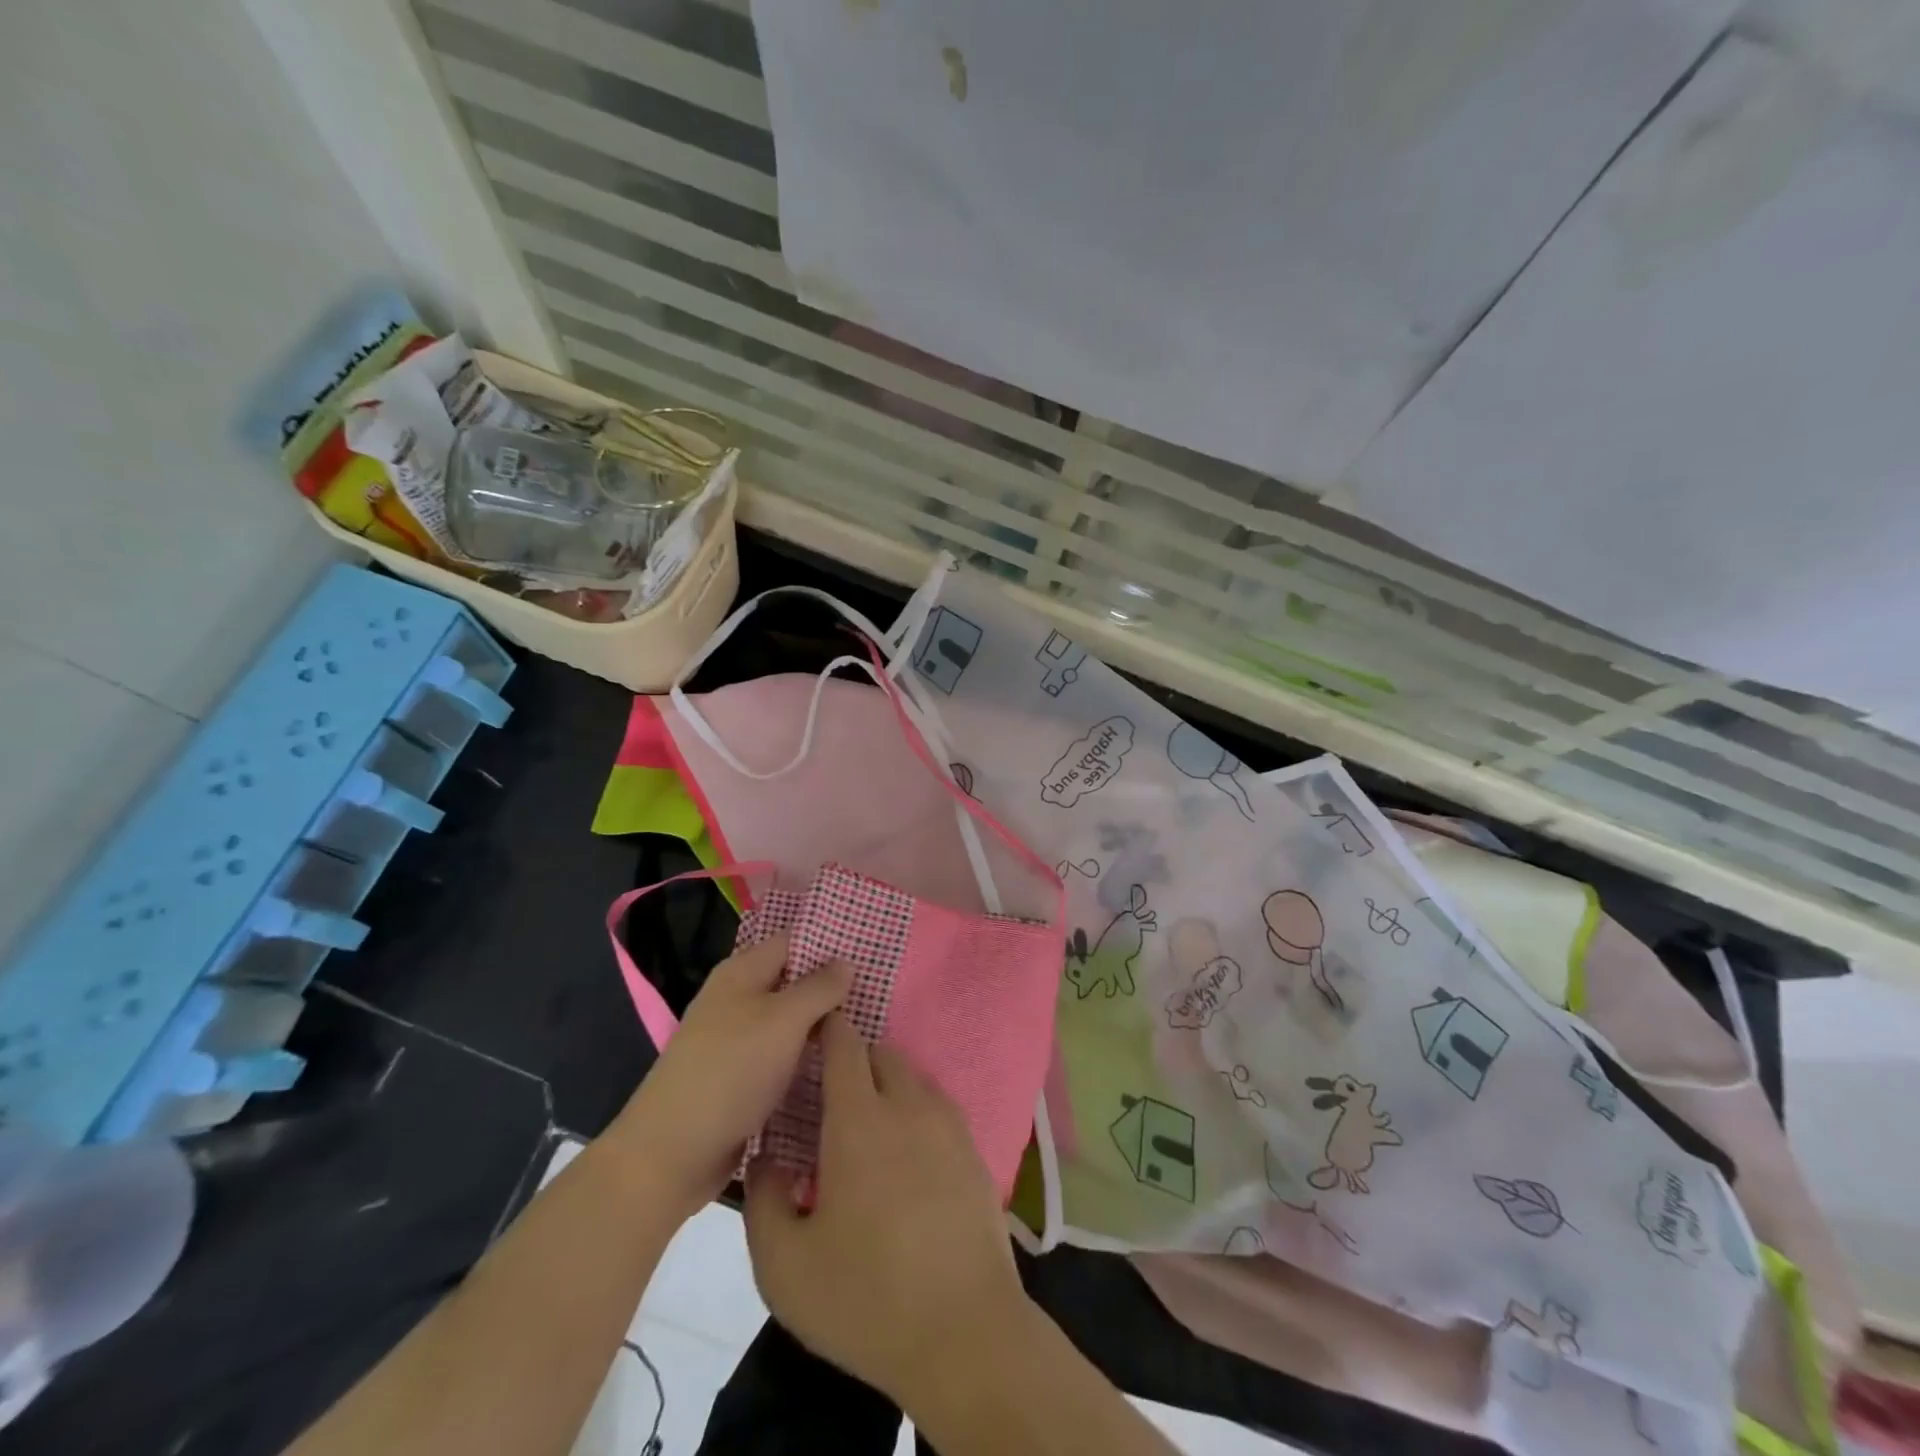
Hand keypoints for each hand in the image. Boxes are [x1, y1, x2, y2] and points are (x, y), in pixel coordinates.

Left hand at [611, 936, 848, 1216]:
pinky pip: (782, 1055)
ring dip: (823, 1024)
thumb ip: (819, 987)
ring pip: (790, 1021)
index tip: (873, 949)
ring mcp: (737, 1040)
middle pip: (793, 980)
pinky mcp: (740, 1078)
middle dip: (833, 986)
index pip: (793, 940)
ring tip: (872, 1026)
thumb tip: (846, 961)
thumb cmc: (730, 1072)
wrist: (671, 1153)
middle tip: (883, 992)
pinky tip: (840, 1063)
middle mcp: (737, 999)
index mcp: (742, 972)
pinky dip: (807, 1056)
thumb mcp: (783, 1020)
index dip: (830, 942)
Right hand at [743, 1015, 1032, 1406]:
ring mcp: (949, 1126)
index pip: (845, 1045)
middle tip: (833, 1099)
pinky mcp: (975, 1152)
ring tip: (871, 1129)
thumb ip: (763, 1200)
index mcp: (859, 1121)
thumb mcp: (784, 1267)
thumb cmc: (866, 1298)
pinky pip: (940, 1109)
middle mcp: (908, 1107)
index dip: (829, 1030)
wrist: (965, 1334)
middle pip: (883, 1055)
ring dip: (889, 1087)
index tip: (812, 1032)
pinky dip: (918, 1113)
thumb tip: (767, 1157)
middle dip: (856, 1061)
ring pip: (914, 1079)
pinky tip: (909, 1157)